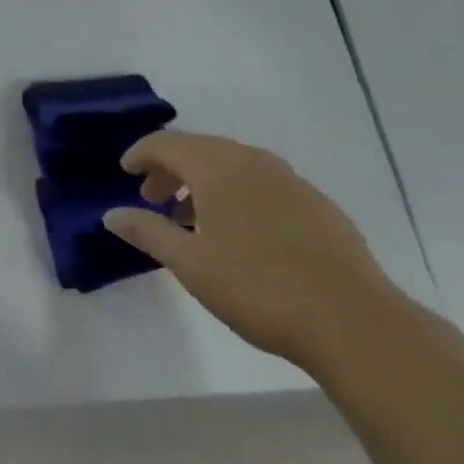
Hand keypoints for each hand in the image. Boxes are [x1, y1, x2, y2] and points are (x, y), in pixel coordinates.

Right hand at [103, 132, 397, 370]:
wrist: (353, 320)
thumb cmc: (258, 287)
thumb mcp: (191, 264)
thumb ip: (148, 232)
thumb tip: (111, 214)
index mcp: (217, 166)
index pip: (167, 144)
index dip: (141, 154)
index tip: (125, 171)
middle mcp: (251, 160)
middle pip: (200, 150)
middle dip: (171, 169)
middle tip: (154, 199)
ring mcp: (290, 180)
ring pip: (234, 166)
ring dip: (205, 182)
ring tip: (193, 219)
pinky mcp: (317, 204)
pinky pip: (263, 184)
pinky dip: (239, 194)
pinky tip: (243, 233)